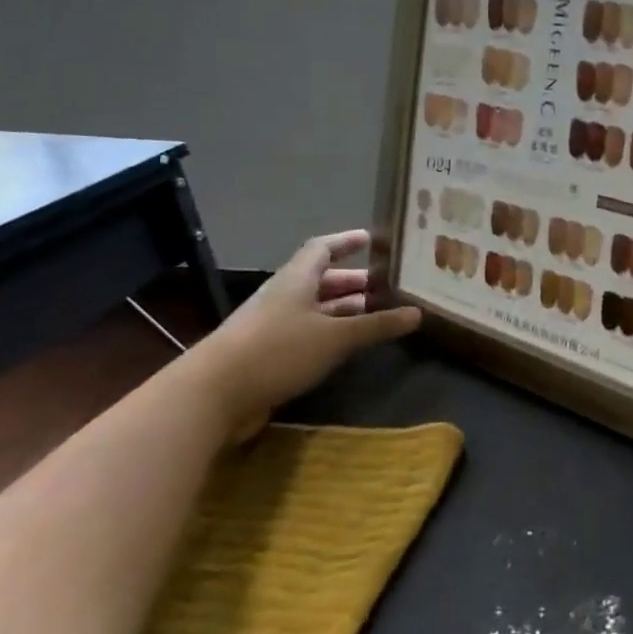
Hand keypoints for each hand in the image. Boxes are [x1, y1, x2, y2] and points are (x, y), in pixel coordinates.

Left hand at [191, 230, 419, 437]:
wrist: (214, 394)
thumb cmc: (278, 350)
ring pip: (315, 309)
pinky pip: (308, 334)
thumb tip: (418, 313)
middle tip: (387, 286)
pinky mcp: (269, 353)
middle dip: (354, 281)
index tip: (372, 240)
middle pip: (321, 280)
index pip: (322, 248)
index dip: (346, 242)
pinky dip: (331, 334)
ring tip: (378, 315)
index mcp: (296, 279)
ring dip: (345, 310)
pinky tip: (350, 346)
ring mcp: (274, 325)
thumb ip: (377, 325)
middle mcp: (284, 296)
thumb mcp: (335, 337)